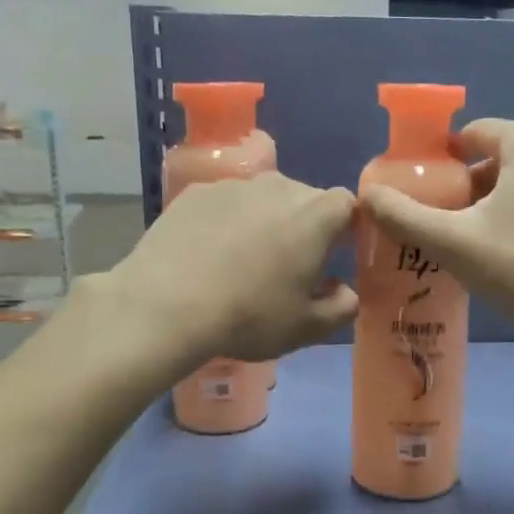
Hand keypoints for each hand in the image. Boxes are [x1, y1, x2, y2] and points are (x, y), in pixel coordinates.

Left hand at [102, 170, 359, 369]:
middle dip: (306, 226)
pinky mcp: (196, 192)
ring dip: (266, 221)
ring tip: (245, 260)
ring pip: (264, 198)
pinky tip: (210, 254)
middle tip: (289, 266)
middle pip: (306, 198)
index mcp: (316, 216)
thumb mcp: (306, 328)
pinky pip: (226, 203)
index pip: (348, 204)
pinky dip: (228, 221)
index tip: (335, 255)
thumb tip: (346, 293)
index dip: (346, 227)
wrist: (166, 305)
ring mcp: (234, 185)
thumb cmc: (249, 316)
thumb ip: (341, 308)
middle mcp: (280, 187)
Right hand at [360, 118, 513, 340]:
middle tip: (457, 225)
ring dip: (507, 197)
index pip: (473, 135)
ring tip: (490, 239)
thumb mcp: (453, 242)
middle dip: (476, 184)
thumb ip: (404, 215)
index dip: (445, 163)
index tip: (432, 198)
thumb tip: (368, 195)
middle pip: (503, 155)